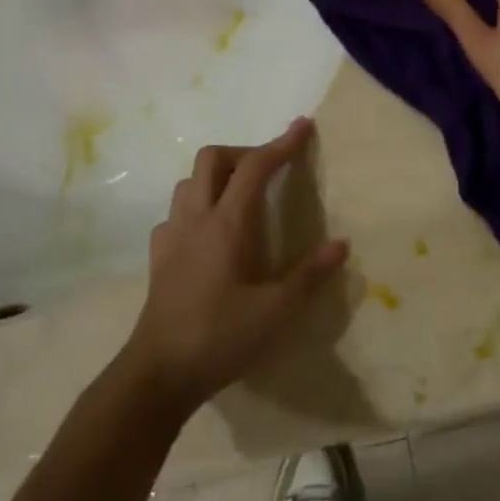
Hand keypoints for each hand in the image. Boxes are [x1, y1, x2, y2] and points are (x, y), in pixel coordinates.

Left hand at [119, 118, 347, 413]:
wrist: (158, 374)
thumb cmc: (222, 338)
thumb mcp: (278, 311)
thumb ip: (310, 275)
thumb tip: (340, 244)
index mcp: (228, 225)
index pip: (256, 167)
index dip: (281, 143)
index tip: (303, 126)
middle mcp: (196, 219)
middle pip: (212, 159)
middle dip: (244, 151)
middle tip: (271, 168)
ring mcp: (172, 237)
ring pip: (189, 183)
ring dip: (218, 176)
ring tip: (244, 195)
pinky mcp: (159, 259)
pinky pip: (177, 213)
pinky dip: (198, 205)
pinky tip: (211, 232)